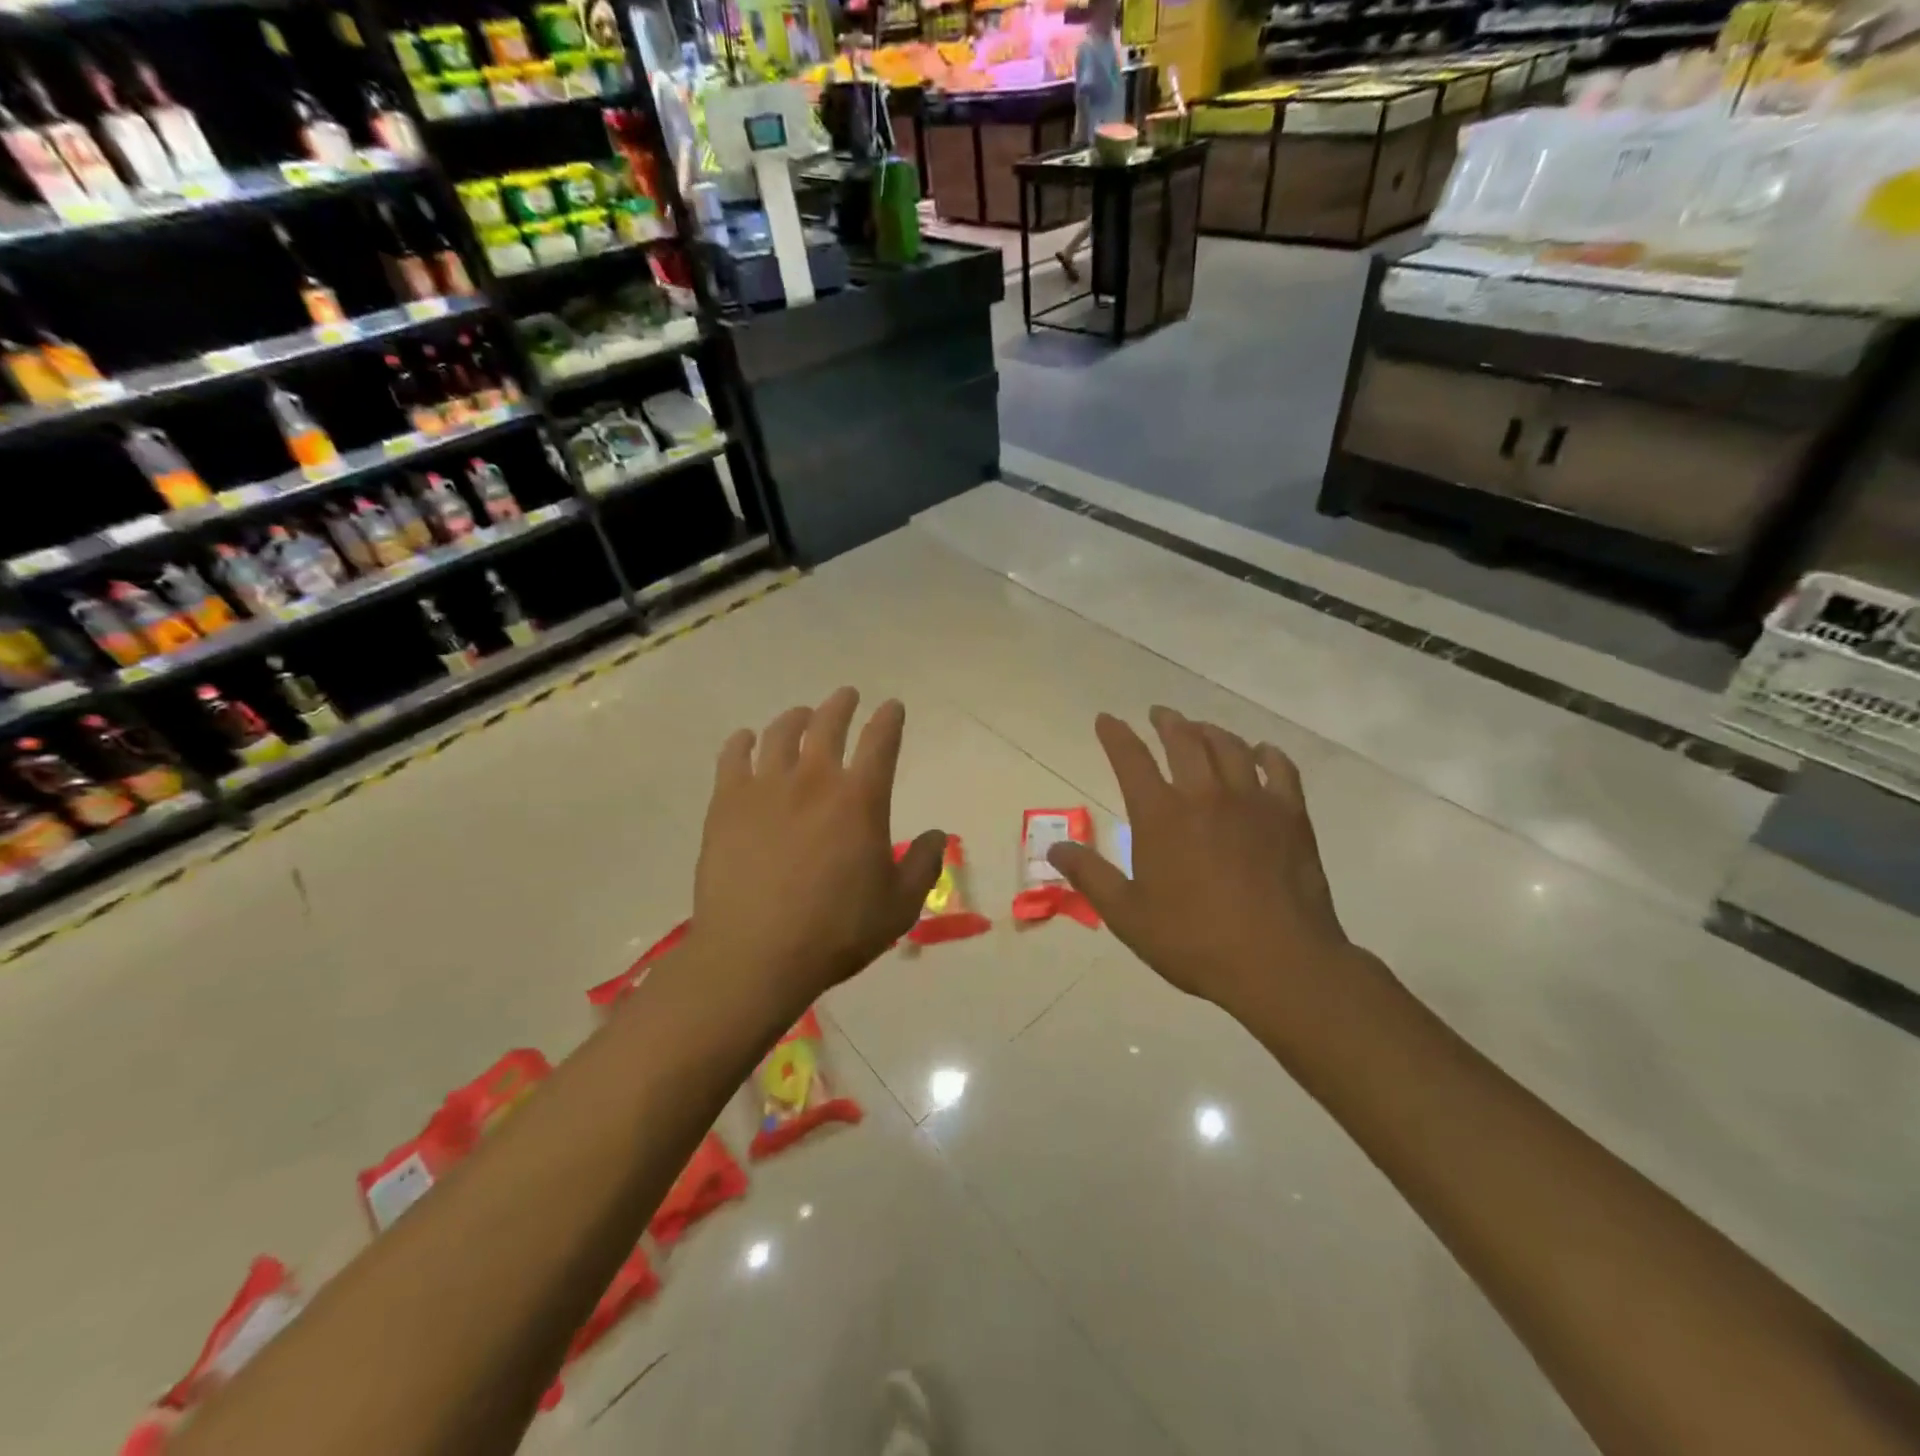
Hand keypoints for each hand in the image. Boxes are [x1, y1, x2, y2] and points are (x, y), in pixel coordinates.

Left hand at [691, 687, 946, 1009]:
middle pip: (828, 724)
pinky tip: (746, 740)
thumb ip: (923, 866)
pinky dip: (742, 742)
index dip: (889, 719)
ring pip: (780, 733)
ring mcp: (765, 788)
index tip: (892, 707)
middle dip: (841, 704)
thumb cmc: (835, 932)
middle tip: (846, 696)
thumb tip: (936, 835)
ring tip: (801, 714)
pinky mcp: (726, 804)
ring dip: (795, 717)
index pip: (881, 742)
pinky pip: (733, 757)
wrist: (755, 955)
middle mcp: (814, 780)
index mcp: (860, 799)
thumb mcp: (898, 907)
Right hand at [1048, 707, 1363, 1022]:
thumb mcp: (1127, 915)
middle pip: (1183, 741)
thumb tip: (1054, 849)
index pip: (1130, 759)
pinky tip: (1261, 752)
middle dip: (1167, 722)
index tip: (1106, 719)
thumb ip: (1090, 876)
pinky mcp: (1290, 816)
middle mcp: (1204, 795)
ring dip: (1210, 731)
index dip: (1115, 735)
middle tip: (1159, 714)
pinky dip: (1267, 754)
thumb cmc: (1194, 941)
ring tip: (1200, 728)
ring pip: (1229, 747)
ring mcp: (1252, 801)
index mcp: (1160, 816)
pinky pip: (1280, 769)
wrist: (1278, 963)